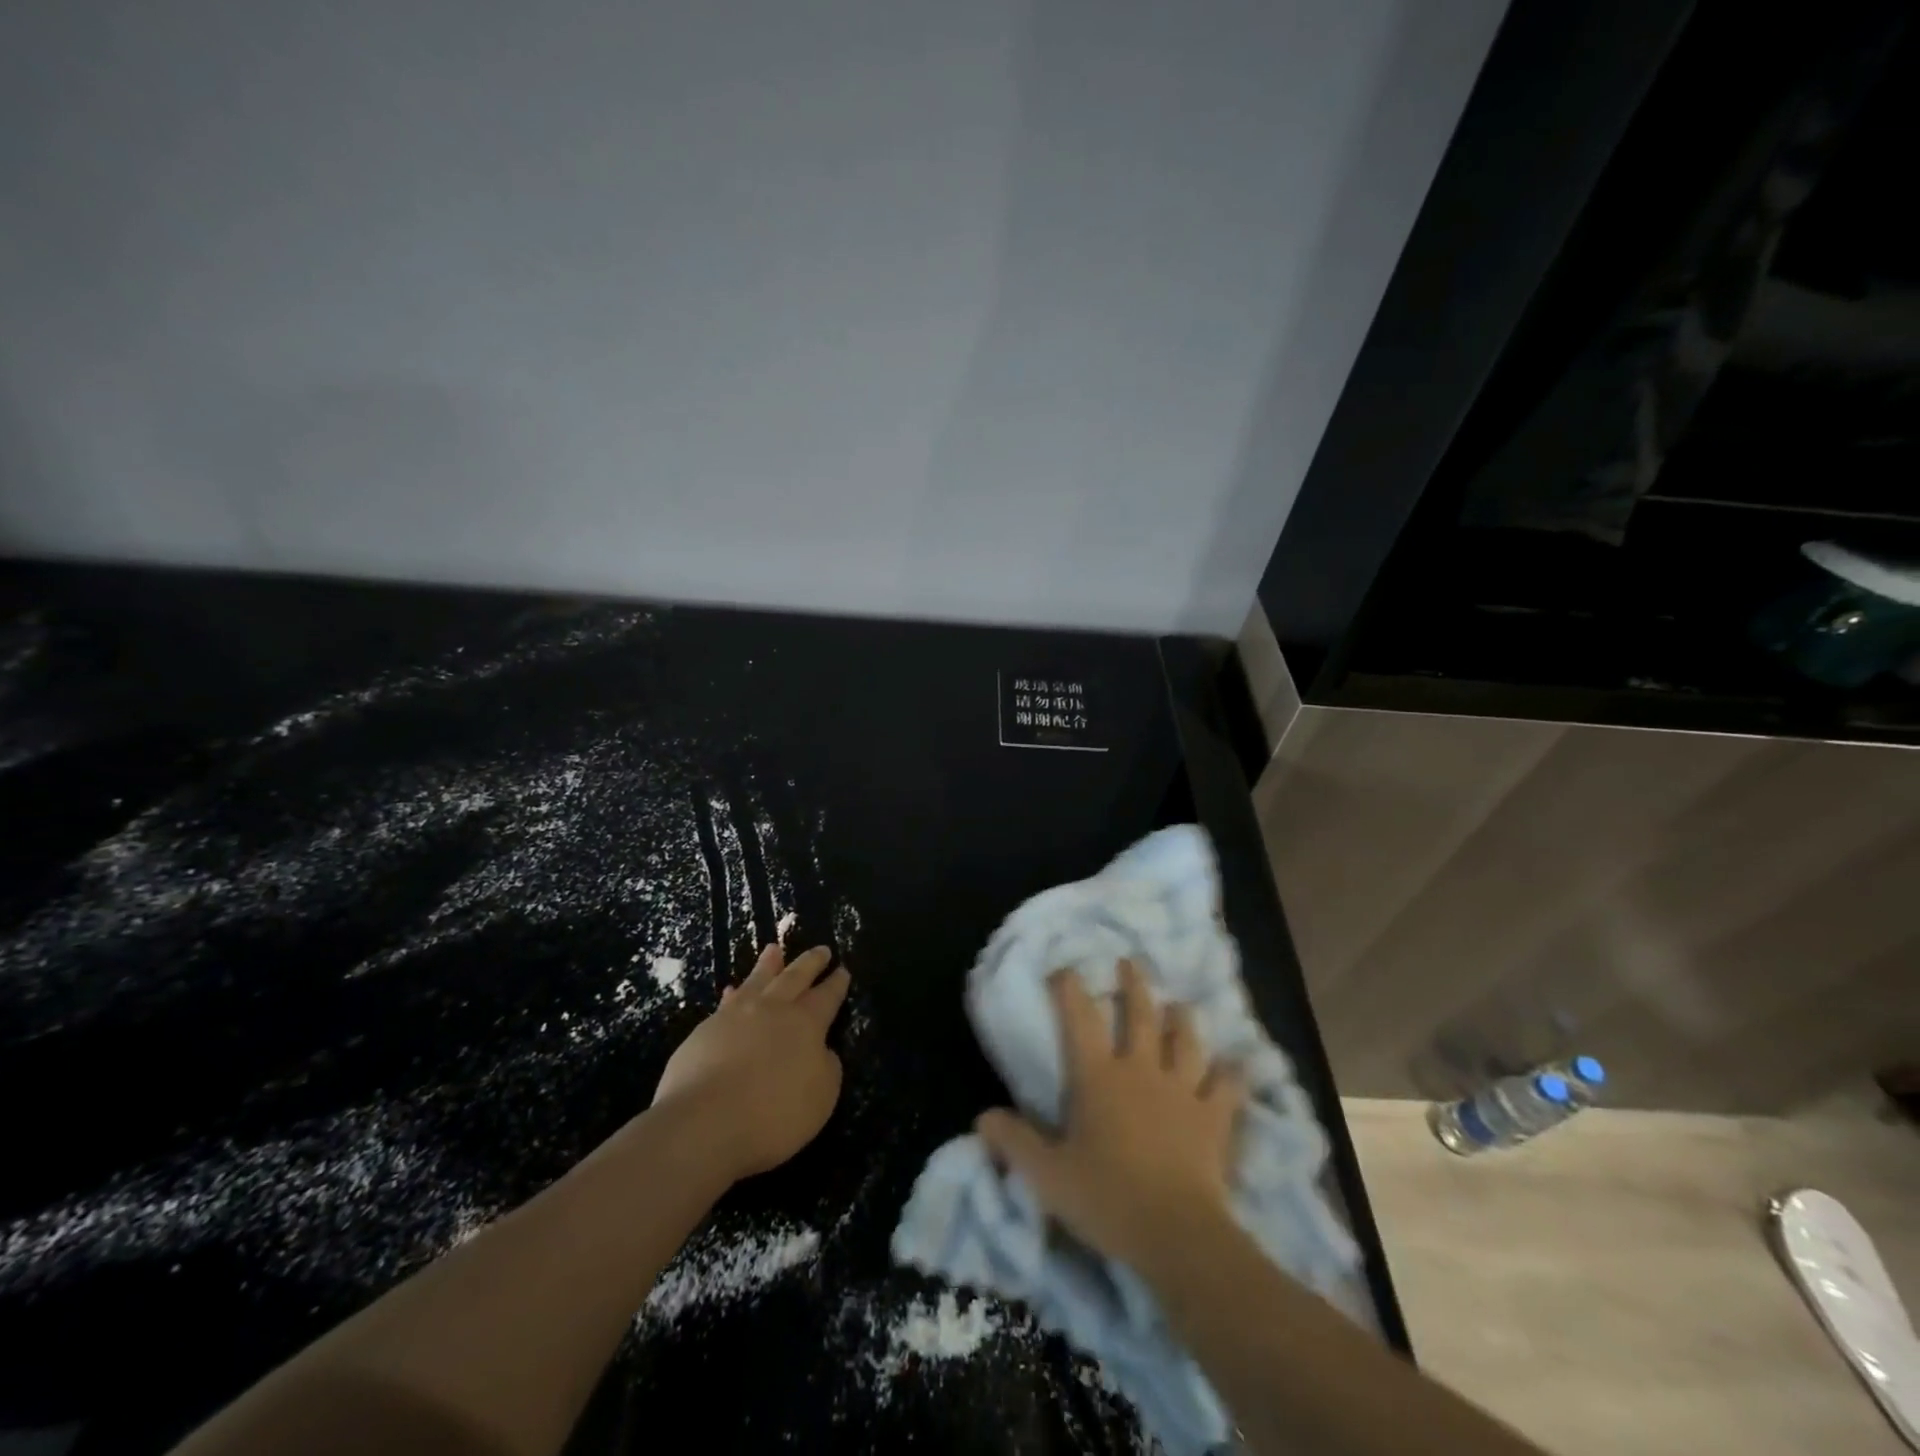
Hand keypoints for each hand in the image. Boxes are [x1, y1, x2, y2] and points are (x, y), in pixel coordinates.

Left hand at [651, 944, 850, 1182]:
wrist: (704, 1122)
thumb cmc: (773, 1114)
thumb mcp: (821, 1097)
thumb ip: (826, 1068)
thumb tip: (821, 1050)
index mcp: (807, 1024)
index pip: (827, 997)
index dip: (836, 984)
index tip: (843, 970)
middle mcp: (773, 1009)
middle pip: (796, 977)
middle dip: (811, 963)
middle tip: (821, 949)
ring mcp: (737, 1016)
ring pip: (758, 980)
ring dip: (769, 965)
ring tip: (774, 950)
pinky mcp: (706, 1030)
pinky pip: (727, 1003)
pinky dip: (734, 995)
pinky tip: (732, 992)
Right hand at [975, 958, 1244, 1276]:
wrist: (1176, 1234)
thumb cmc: (1106, 1198)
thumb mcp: (1048, 1176)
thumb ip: (1014, 1142)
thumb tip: (982, 1118)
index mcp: (1097, 1076)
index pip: (1080, 1019)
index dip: (1070, 988)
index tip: (1065, 970)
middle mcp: (1141, 1070)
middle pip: (1140, 1014)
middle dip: (1133, 985)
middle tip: (1129, 963)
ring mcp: (1182, 1090)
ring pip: (1186, 1040)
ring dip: (1181, 1019)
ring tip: (1179, 1005)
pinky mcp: (1214, 1117)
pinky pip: (1227, 1085)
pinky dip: (1230, 1072)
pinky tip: (1233, 1065)